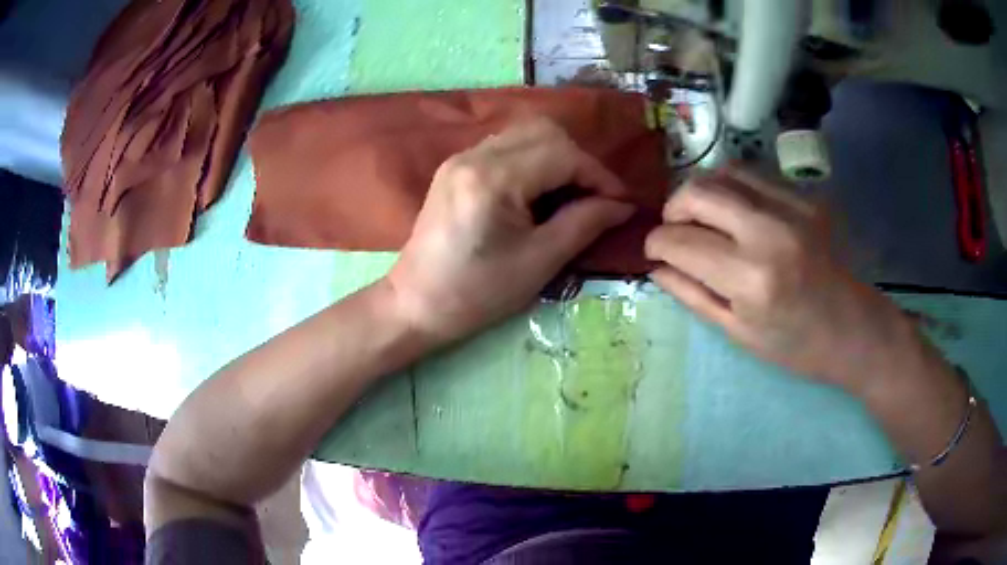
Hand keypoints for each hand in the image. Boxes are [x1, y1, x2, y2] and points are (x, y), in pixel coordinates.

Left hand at [386, 119, 633, 343]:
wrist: (415, 304)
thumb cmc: (477, 294)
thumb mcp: (539, 263)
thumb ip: (584, 224)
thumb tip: (622, 205)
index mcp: (493, 178)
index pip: (562, 154)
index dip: (599, 176)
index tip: (620, 203)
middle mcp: (474, 155)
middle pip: (545, 131)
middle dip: (579, 161)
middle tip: (595, 199)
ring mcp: (461, 157)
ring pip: (525, 134)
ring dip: (557, 158)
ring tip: (570, 197)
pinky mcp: (456, 167)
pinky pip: (506, 147)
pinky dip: (533, 162)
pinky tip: (539, 194)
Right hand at [645, 165, 909, 390]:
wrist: (854, 330)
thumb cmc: (796, 346)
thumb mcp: (738, 333)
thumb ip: (692, 294)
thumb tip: (656, 266)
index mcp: (751, 279)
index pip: (682, 242)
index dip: (656, 243)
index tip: (653, 250)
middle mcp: (770, 231)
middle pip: (699, 191)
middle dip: (674, 208)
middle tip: (676, 230)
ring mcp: (793, 207)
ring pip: (724, 172)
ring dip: (703, 193)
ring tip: (705, 218)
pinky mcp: (807, 197)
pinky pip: (754, 176)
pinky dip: (733, 189)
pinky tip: (737, 214)